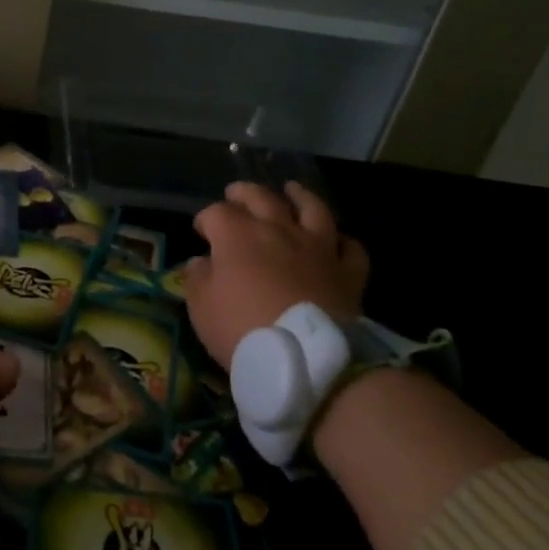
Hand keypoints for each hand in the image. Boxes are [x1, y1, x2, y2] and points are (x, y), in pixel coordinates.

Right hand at [181, 182, 369, 369]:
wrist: (306, 359)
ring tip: (292, 190)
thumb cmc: (242, 329)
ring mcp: (317, 247)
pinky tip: (336, 241)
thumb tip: (201, 263)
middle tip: (236, 194)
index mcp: (237, 235)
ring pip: (312, 209)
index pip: (216, 212)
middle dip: (244, 193)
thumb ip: (198, 278)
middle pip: (261, 197)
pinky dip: (342, 241)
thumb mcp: (201, 307)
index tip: (201, 231)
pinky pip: (350, 248)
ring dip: (300, 196)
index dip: (205, 219)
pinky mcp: (347, 272)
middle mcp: (278, 229)